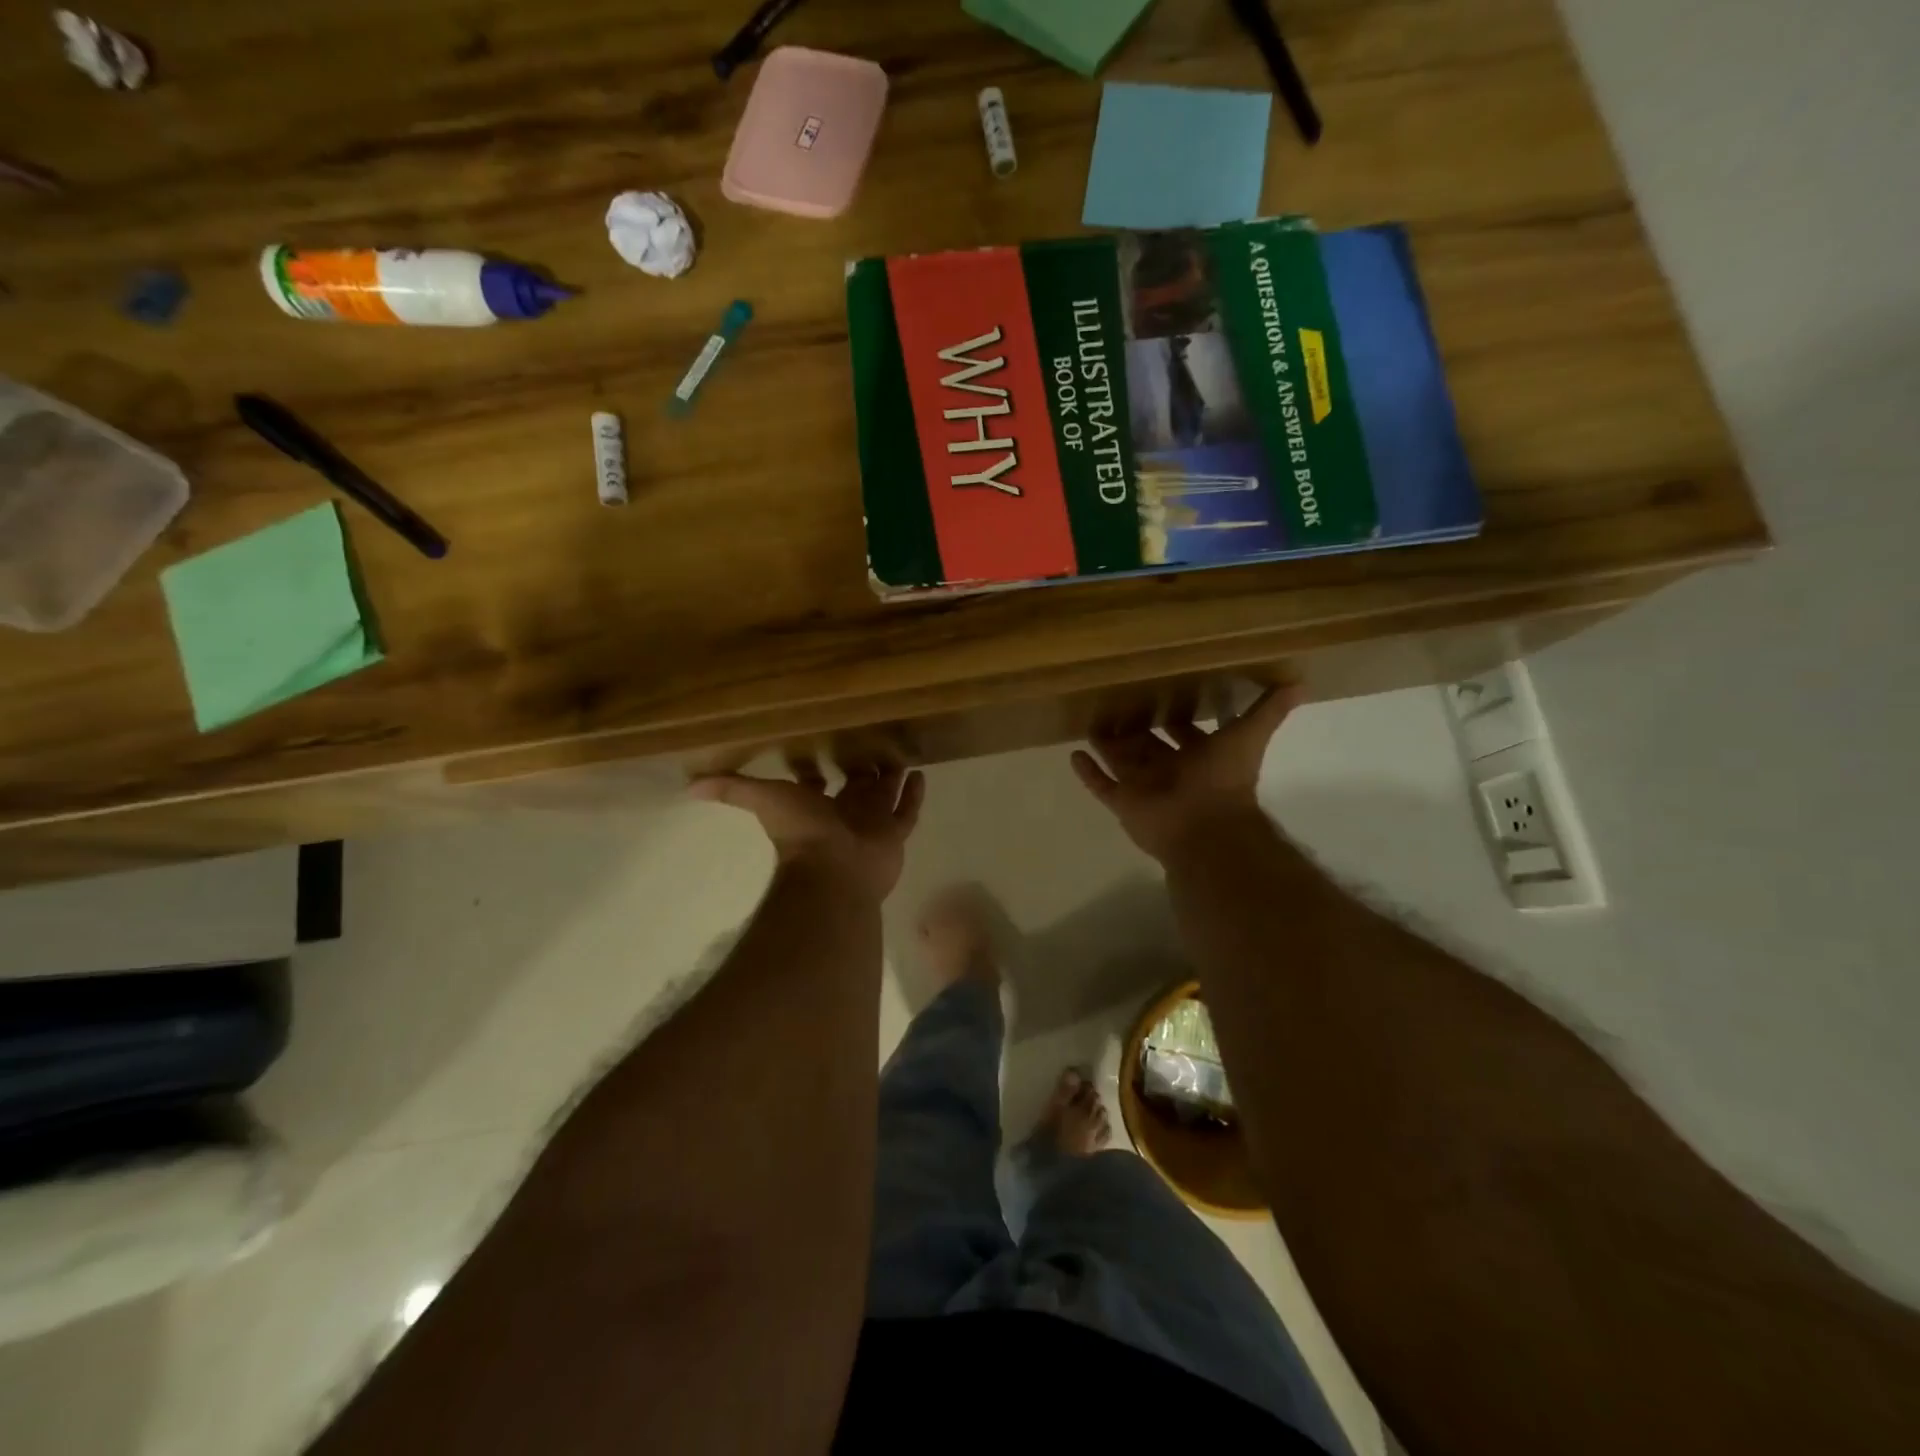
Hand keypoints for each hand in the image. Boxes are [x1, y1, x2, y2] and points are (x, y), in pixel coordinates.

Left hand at [689, 758, 924, 901]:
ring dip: (891, 778)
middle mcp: (845, 814)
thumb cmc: (801, 833)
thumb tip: (687, 786)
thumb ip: (731, 790)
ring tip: (901, 754)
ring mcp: (872, 826)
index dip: (817, 773)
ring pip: (885, 796)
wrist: (833, 871)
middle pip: (857, 787)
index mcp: (816, 807)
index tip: (822, 754)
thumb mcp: (763, 799)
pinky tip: (921, 773)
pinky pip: (908, 812)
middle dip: (862, 769)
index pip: (818, 786)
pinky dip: (914, 795)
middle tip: (872, 743)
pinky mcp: (895, 835)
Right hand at [1071, 685, 1296, 863]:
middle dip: (1136, 728)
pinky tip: (1072, 754)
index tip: (1162, 692)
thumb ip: (1269, 711)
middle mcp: (1171, 771)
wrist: (1205, 828)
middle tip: (1117, 702)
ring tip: (1090, 722)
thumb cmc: (1225, 779)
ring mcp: (1145, 787)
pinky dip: (1088, 772)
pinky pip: (1102, 785)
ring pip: (1122, 762)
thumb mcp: (1249, 736)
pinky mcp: (1124, 802)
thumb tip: (1302, 682)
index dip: (1177, 716)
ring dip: (1108, 745)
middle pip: (1149, 745)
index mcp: (1199, 756)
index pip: (1186, 732)